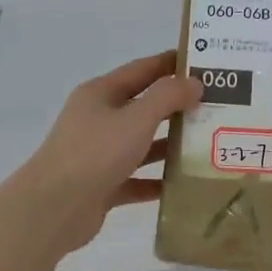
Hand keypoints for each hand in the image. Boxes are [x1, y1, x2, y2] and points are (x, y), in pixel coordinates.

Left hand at [11, 51, 201, 255]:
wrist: (55, 208)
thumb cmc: (96, 152)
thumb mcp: (136, 118)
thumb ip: (167, 97)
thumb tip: (194, 82)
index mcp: (101, 94)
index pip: (142, 70)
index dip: (171, 63)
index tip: (204, 62)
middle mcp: (98, 119)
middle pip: (143, 107)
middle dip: (177, 106)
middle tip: (217, 106)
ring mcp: (99, 153)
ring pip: (141, 144)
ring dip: (170, 145)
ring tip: (209, 144)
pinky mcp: (102, 185)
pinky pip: (136, 179)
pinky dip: (157, 181)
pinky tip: (185, 184)